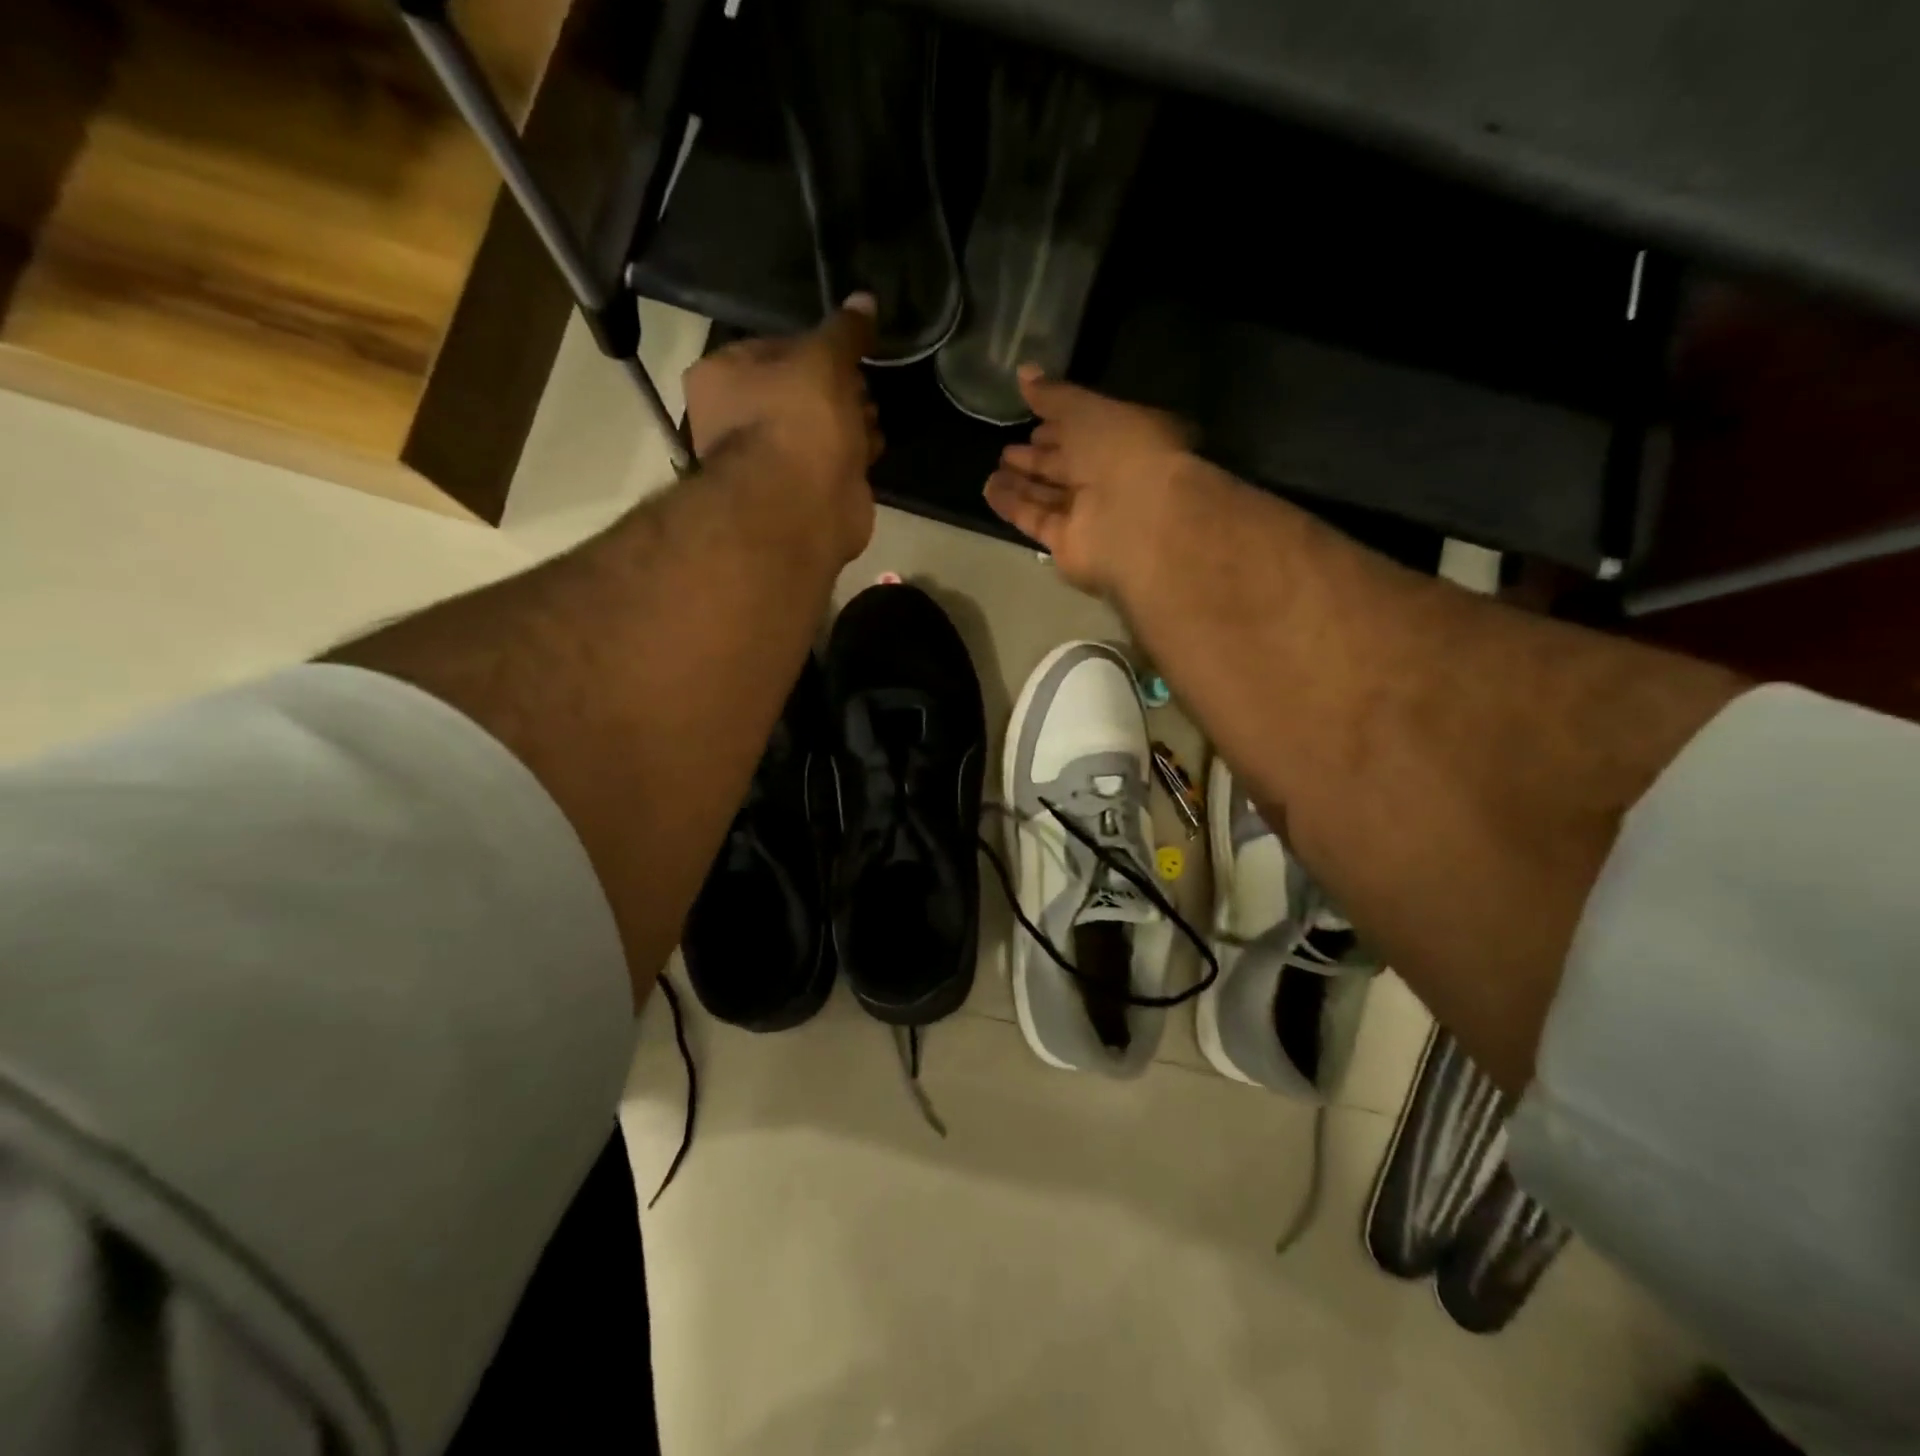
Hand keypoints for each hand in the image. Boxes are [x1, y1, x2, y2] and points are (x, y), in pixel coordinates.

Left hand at [683, 296, 882, 561]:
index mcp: (721, 376)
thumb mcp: (823, 360)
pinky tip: (872, 448)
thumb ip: (844, 332)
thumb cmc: (797, 421)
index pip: (774, 347)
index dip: (817, 347)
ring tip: (871, 418)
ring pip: (818, 429)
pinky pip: (833, 464)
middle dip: (837, 389)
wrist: (801, 508)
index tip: (848, 352)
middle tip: (863, 387)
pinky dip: (853, 456)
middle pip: (798, 391)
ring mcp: (770, 462)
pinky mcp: (802, 495)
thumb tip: (865, 299)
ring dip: (848, 422)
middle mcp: (736, 419)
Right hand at [983, 366, 1193, 594]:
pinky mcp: (1067, 543)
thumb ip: (1054, 396)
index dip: (1058, 424)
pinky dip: (1013, 506)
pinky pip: (1036, 520)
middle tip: (1006, 450)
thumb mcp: (1088, 410)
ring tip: (991, 471)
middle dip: (1037, 458)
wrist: (1139, 519)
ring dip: (1020, 484)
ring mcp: (1089, 514)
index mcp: (1124, 439)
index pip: (1086, 430)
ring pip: (1048, 496)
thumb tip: (1023, 372)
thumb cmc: (1123, 451)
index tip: (1031, 419)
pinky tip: (990, 491)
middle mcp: (1108, 478)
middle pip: (1066, 467)